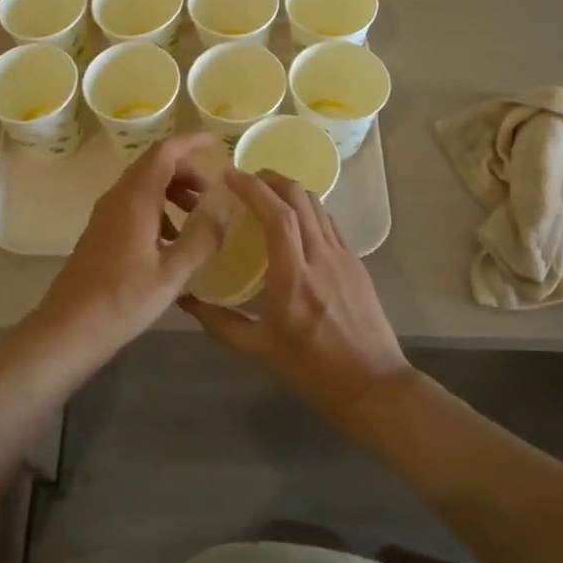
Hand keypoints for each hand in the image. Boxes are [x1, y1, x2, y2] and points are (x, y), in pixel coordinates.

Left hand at [32, 133, 227, 368]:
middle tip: (210, 192)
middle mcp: (118, 198)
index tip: (214, 141)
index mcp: (135, 200)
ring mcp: (105, 215)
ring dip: (171, 191)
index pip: (164, 153)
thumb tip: (224, 210)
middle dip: (184, 171)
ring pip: (142, 186)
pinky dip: (157, 209)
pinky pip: (133, 205)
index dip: (189, 142)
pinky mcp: (100, 232)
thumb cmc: (122, 300)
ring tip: (196, 218)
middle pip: (153, 166)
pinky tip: (171, 241)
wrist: (68, 328)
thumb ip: (201, 239)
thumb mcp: (172, 274)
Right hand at [181, 169, 411, 434]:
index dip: (252, 188)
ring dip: (290, 191)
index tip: (229, 175)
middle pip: (299, 197)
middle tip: (246, 178)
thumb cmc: (314, 370)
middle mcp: (321, 256)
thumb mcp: (260, 350)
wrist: (374, 386)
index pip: (277, 214)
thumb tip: (187, 302)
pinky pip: (329, 223)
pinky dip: (308, 210)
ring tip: (267, 194)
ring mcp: (343, 256)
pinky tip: (296, 223)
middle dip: (271, 178)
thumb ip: (221, 323)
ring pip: (317, 205)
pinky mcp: (357, 263)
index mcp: (294, 275)